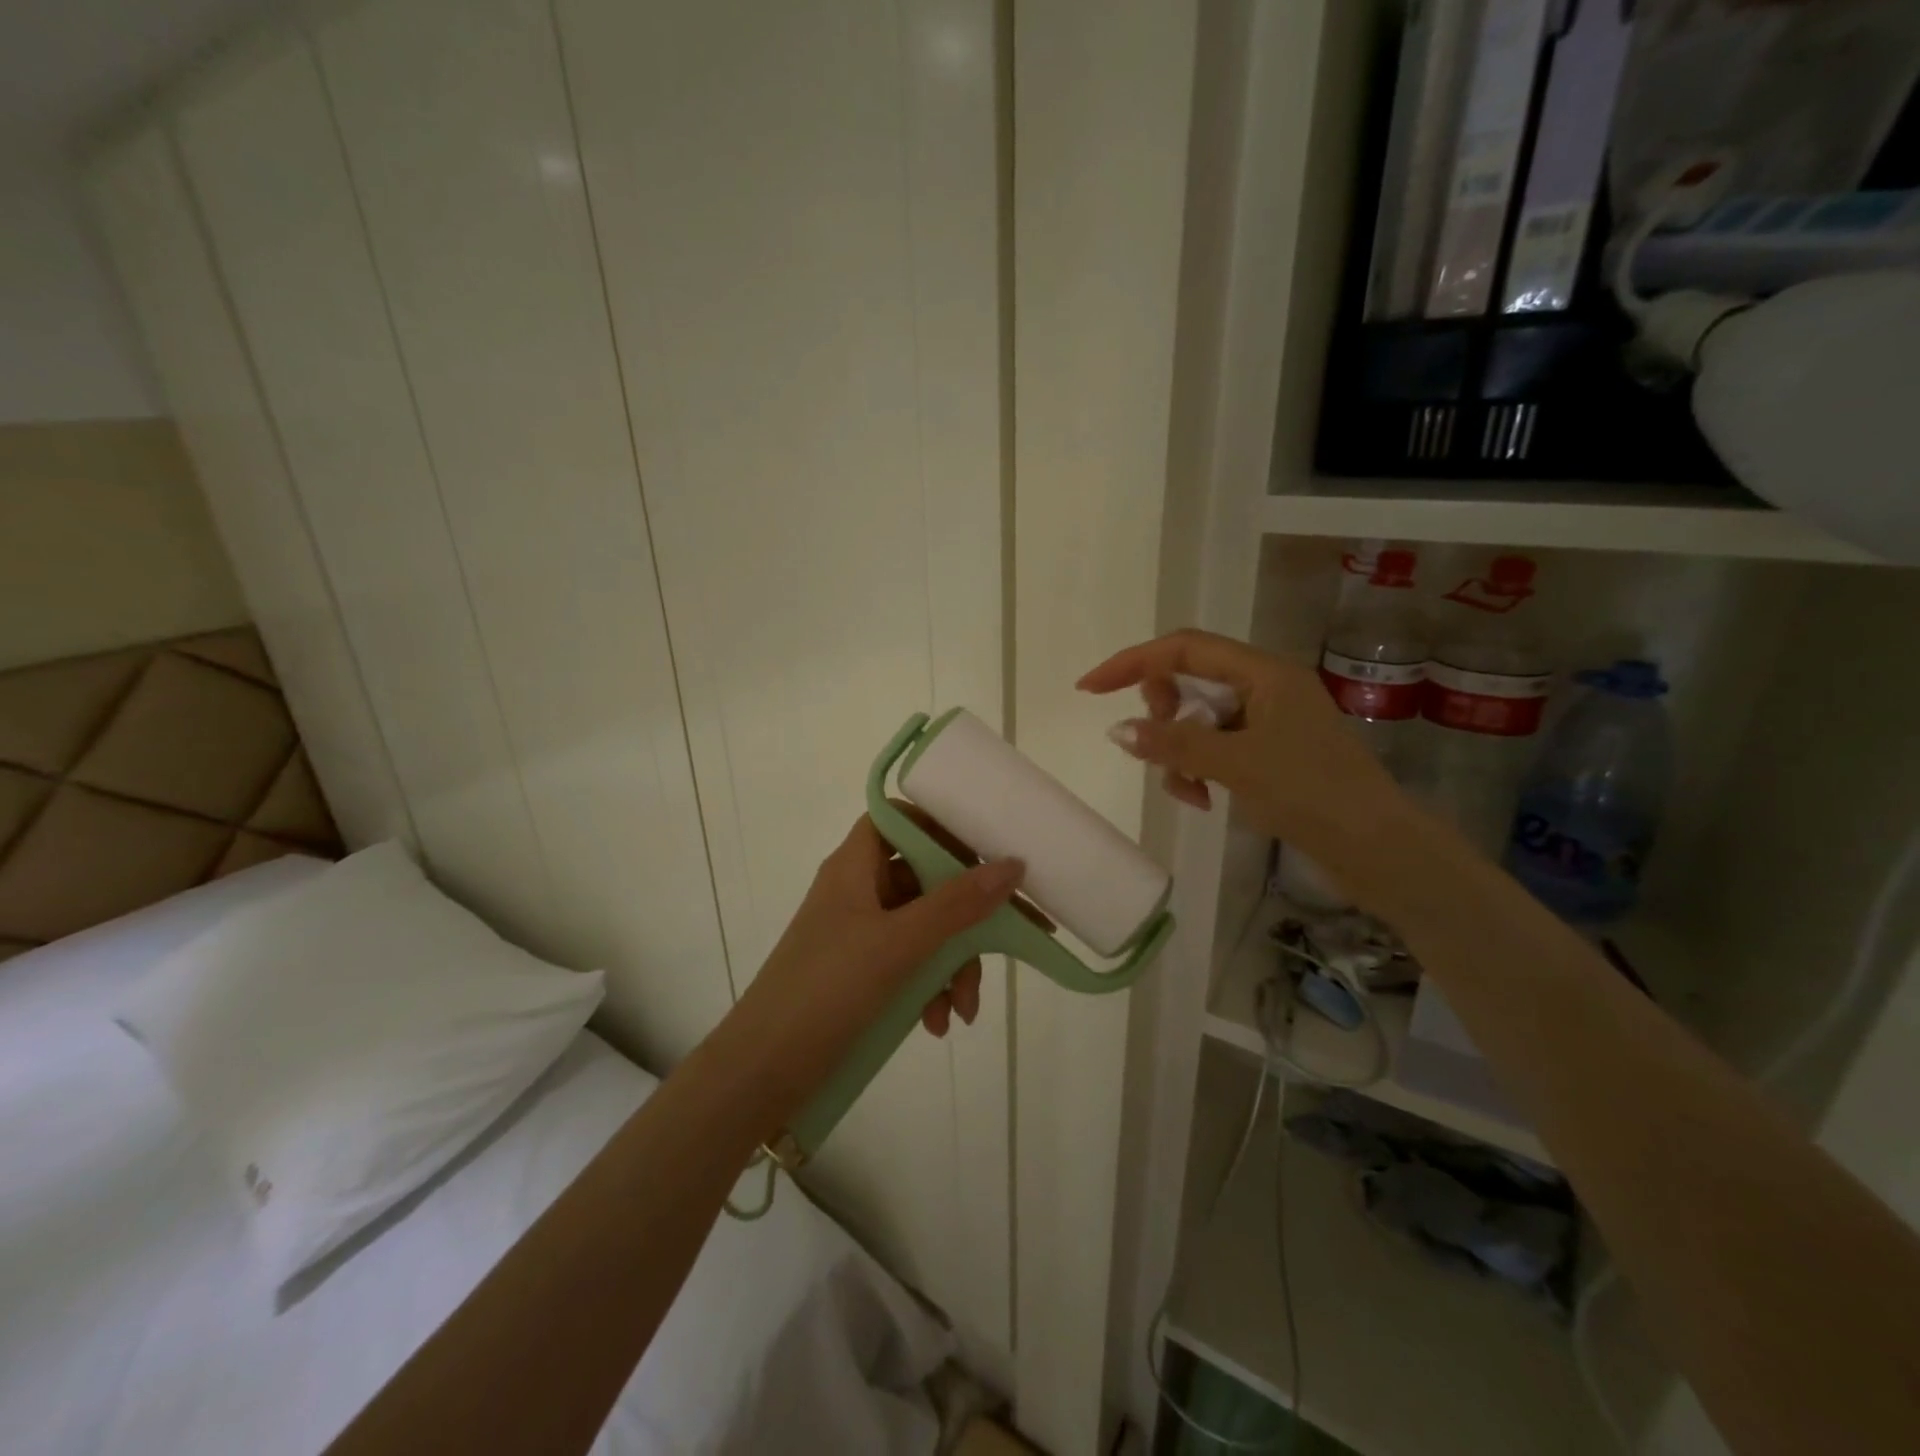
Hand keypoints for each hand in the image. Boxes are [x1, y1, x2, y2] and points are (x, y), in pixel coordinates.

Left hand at [731, 815, 1021, 1109]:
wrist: (762, 1071)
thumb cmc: (827, 990)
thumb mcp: (898, 945)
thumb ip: (957, 904)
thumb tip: (1012, 864)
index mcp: (855, 865)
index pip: (900, 820)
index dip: (941, 828)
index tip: (984, 853)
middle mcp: (858, 890)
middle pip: (925, 880)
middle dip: (965, 919)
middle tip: (1001, 948)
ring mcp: (859, 932)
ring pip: (924, 928)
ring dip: (952, 965)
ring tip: (962, 1012)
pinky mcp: (861, 972)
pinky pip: (910, 963)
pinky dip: (930, 988)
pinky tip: (939, 1023)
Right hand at [1077, 629, 1414, 897]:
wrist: (1378, 849)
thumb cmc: (1312, 793)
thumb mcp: (1236, 764)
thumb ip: (1174, 742)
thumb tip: (1118, 730)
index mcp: (1264, 673)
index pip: (1184, 649)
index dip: (1133, 663)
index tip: (1090, 689)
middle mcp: (1265, 688)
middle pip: (1188, 681)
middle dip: (1162, 713)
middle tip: (1153, 745)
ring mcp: (1268, 722)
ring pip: (1198, 721)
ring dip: (1179, 751)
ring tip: (1187, 790)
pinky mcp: (1269, 754)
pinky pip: (1214, 748)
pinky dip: (1199, 769)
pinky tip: (1203, 799)